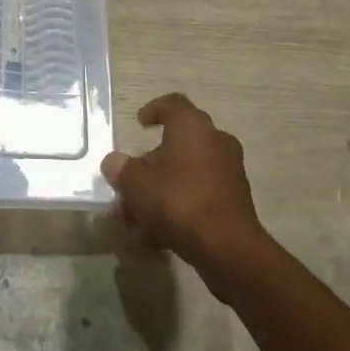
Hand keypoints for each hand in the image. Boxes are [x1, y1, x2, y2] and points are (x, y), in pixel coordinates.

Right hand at [101, 94, 267, 291]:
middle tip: (132, 182)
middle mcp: (214, 139)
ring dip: (163, 188)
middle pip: (178, 142)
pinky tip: (159, 234)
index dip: (154, 109)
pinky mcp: (236, 198)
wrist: (228, 247)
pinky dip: (181, 204)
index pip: (173, 103)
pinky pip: (201, 192)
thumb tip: (113, 162)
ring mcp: (229, 169)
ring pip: (188, 171)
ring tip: (139, 216)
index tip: (139, 123)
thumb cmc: (179, 201)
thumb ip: (122, 170)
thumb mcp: (138, 185)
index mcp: (192, 125)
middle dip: (151, 163)